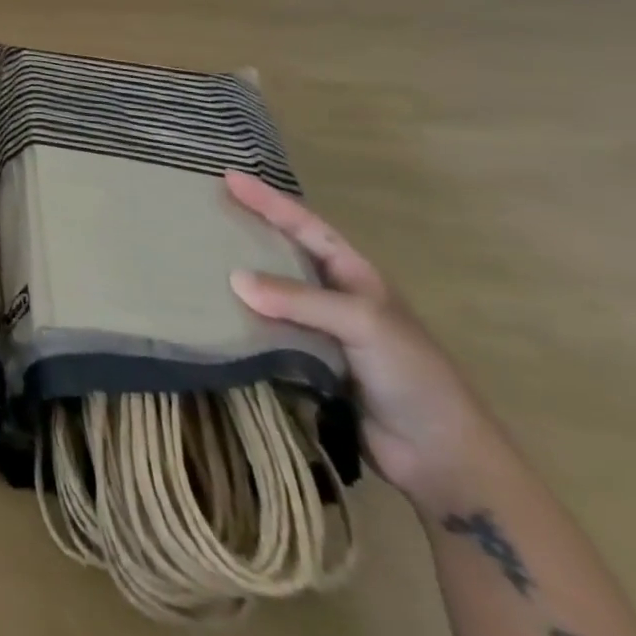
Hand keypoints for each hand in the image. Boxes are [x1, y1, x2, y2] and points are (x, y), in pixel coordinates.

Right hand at [223, 171, 499, 509]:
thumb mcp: (363, 323)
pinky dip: (239, 321)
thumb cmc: (413, 376)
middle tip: (205, 211)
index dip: (269, 200)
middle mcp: (335, 296)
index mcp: (355, 275)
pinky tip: (210, 313)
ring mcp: (319, 331)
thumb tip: (234, 279)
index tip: (229, 177)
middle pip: (283, 253)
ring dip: (238, 278)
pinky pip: (264, 332)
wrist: (440, 458)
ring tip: (195, 258)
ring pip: (269, 294)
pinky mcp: (305, 364)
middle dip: (247, 231)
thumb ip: (299, 298)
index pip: (305, 225)